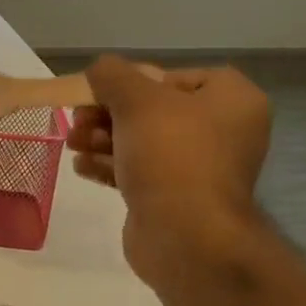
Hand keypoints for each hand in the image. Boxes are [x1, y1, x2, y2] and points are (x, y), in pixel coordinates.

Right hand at [67, 57, 271, 289]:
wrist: (185, 235)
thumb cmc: (170, 154)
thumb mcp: (135, 100)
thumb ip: (112, 75)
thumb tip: (100, 69)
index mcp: (232, 100)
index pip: (180, 76)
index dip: (139, 80)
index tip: (108, 92)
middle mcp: (223, 132)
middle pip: (155, 110)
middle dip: (109, 113)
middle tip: (78, 119)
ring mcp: (200, 169)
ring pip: (143, 142)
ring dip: (102, 139)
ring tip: (73, 143)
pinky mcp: (176, 199)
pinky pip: (140, 172)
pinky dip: (110, 166)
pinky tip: (81, 166)